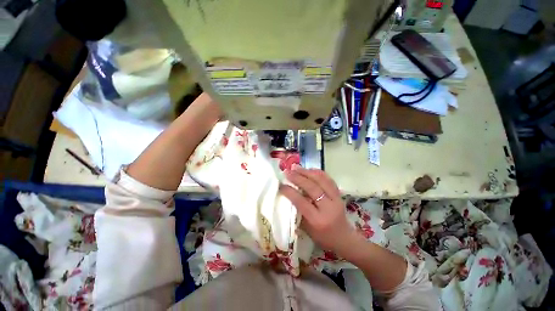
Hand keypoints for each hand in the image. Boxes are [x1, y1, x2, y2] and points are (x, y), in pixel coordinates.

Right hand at [280, 165, 361, 256]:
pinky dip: (318, 172)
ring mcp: (336, 199)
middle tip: (287, 172)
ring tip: (296, 167)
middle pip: (312, 188)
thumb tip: (288, 194)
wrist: (344, 238)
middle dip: (298, 178)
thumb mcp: (306, 229)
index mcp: (318, 220)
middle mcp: (328, 208)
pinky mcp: (339, 194)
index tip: (281, 185)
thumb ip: (298, 212)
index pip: (301, 202)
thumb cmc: (322, 237)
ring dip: (307, 172)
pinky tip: (309, 169)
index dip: (290, 192)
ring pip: (321, 180)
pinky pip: (328, 179)